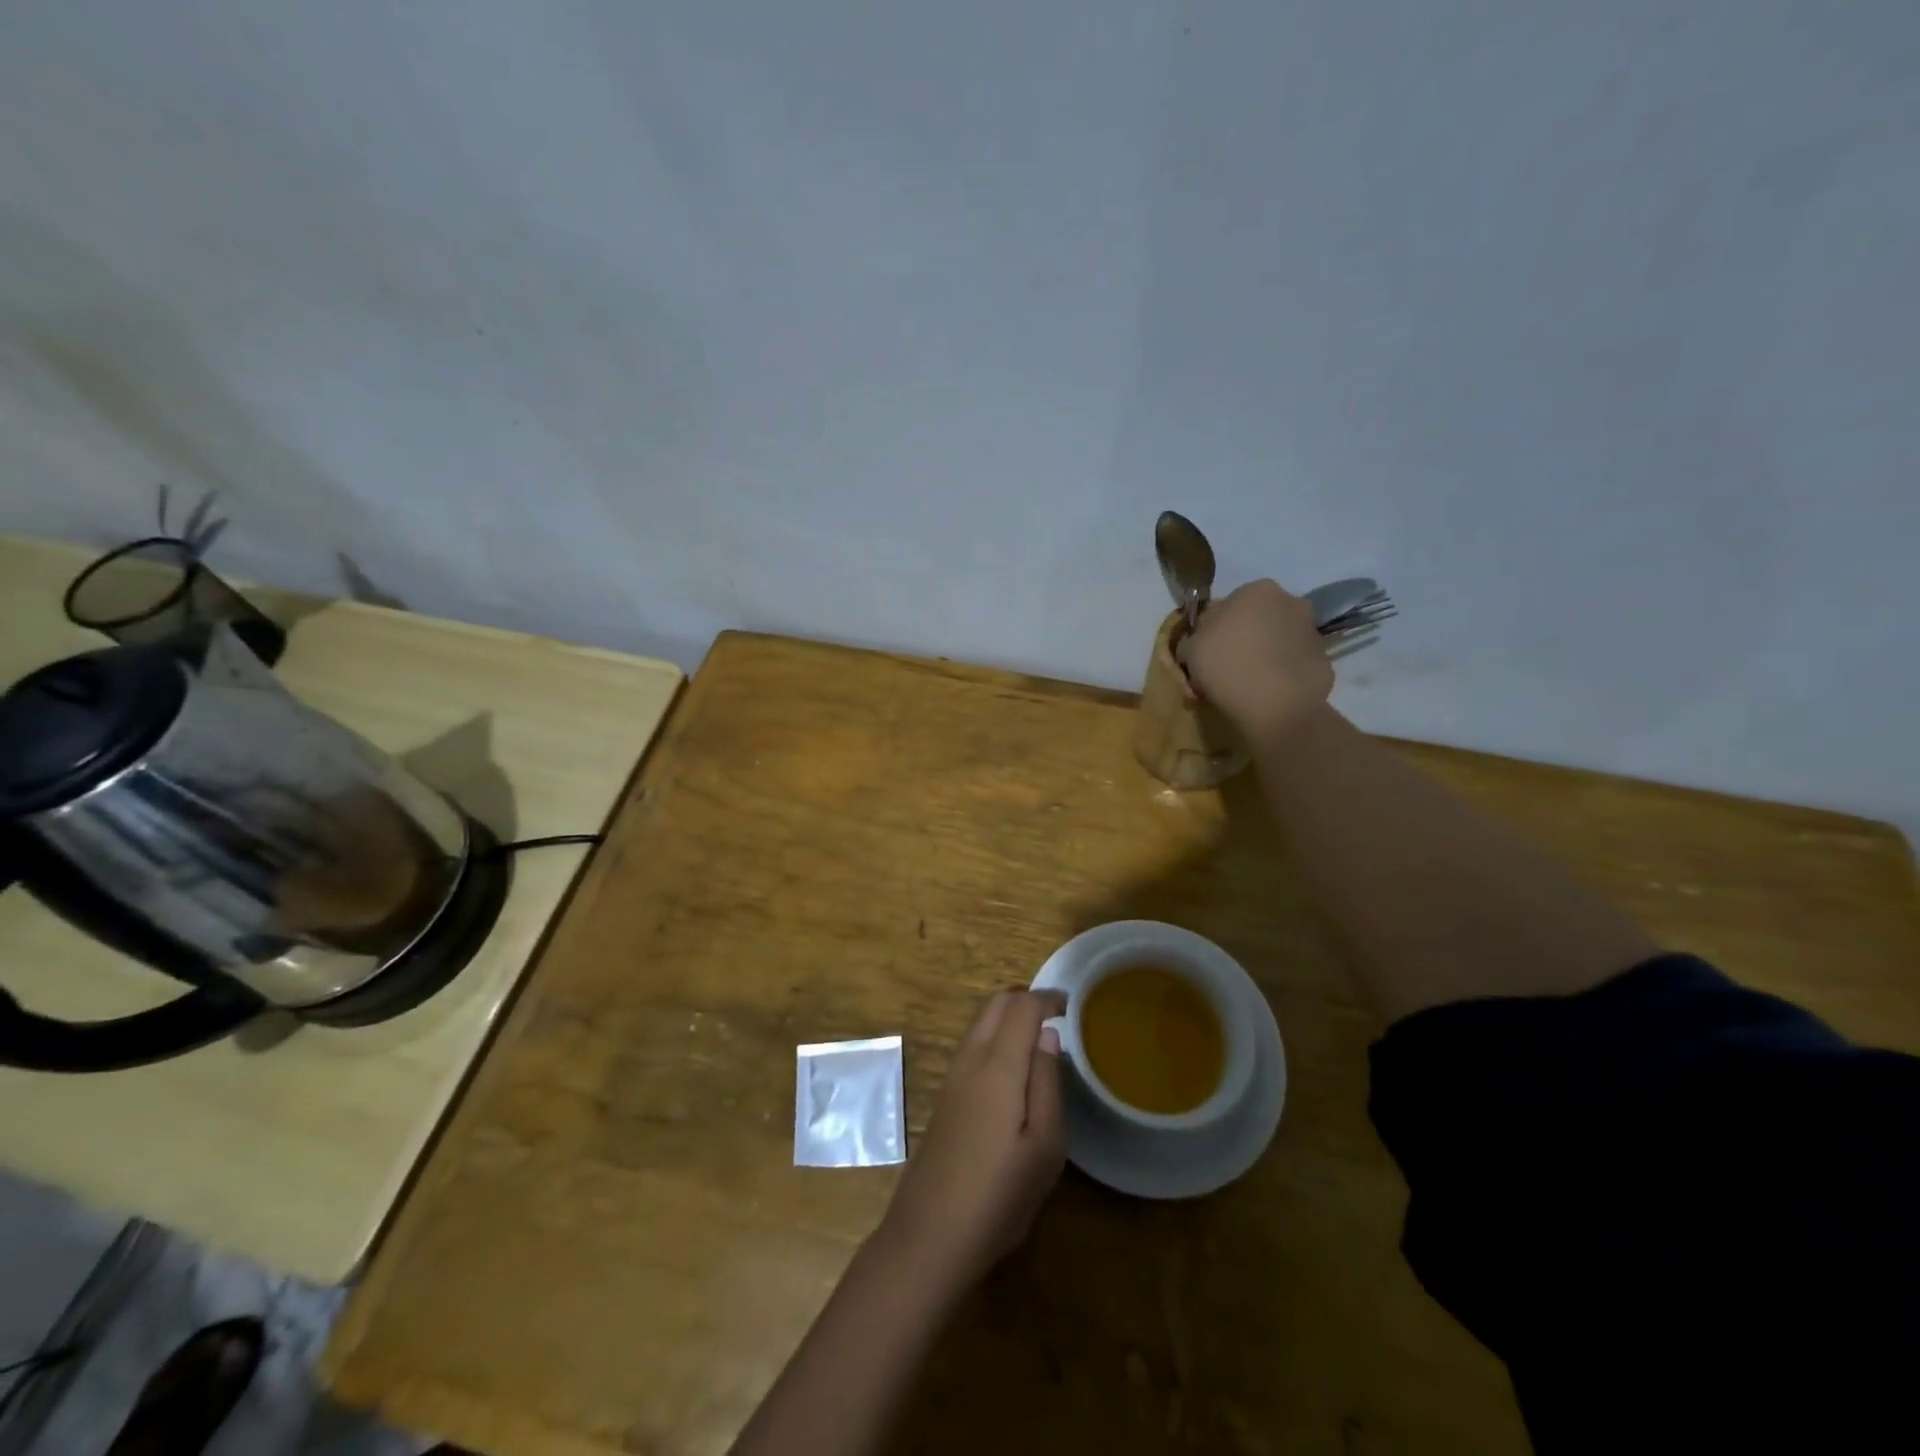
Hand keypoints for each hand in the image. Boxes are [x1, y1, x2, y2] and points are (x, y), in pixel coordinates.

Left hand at [877, 990, 1065, 1294]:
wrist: (929, 1236)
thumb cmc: (998, 1196)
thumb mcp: (1044, 1148)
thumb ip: (1047, 1084)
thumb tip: (1048, 1035)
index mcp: (997, 1067)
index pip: (1021, 1007)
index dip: (1047, 999)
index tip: (1072, 1007)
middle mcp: (969, 1060)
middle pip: (995, 1004)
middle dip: (1026, 1000)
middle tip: (1057, 1018)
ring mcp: (951, 1076)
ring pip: (980, 1022)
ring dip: (1009, 1017)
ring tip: (1040, 1040)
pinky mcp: (944, 1095)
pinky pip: (972, 1044)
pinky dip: (995, 1036)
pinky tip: (1013, 1069)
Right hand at [1182, 579, 1334, 744]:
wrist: (1277, 706)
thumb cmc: (1227, 666)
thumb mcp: (1190, 650)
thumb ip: (1192, 639)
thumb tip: (1200, 643)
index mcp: (1256, 591)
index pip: (1225, 607)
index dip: (1209, 634)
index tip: (1202, 657)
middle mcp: (1290, 601)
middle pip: (1253, 623)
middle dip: (1236, 644)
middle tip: (1220, 674)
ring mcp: (1311, 631)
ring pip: (1273, 644)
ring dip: (1257, 659)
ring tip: (1241, 690)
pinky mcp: (1323, 660)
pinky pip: (1290, 665)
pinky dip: (1277, 676)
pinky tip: (1264, 696)